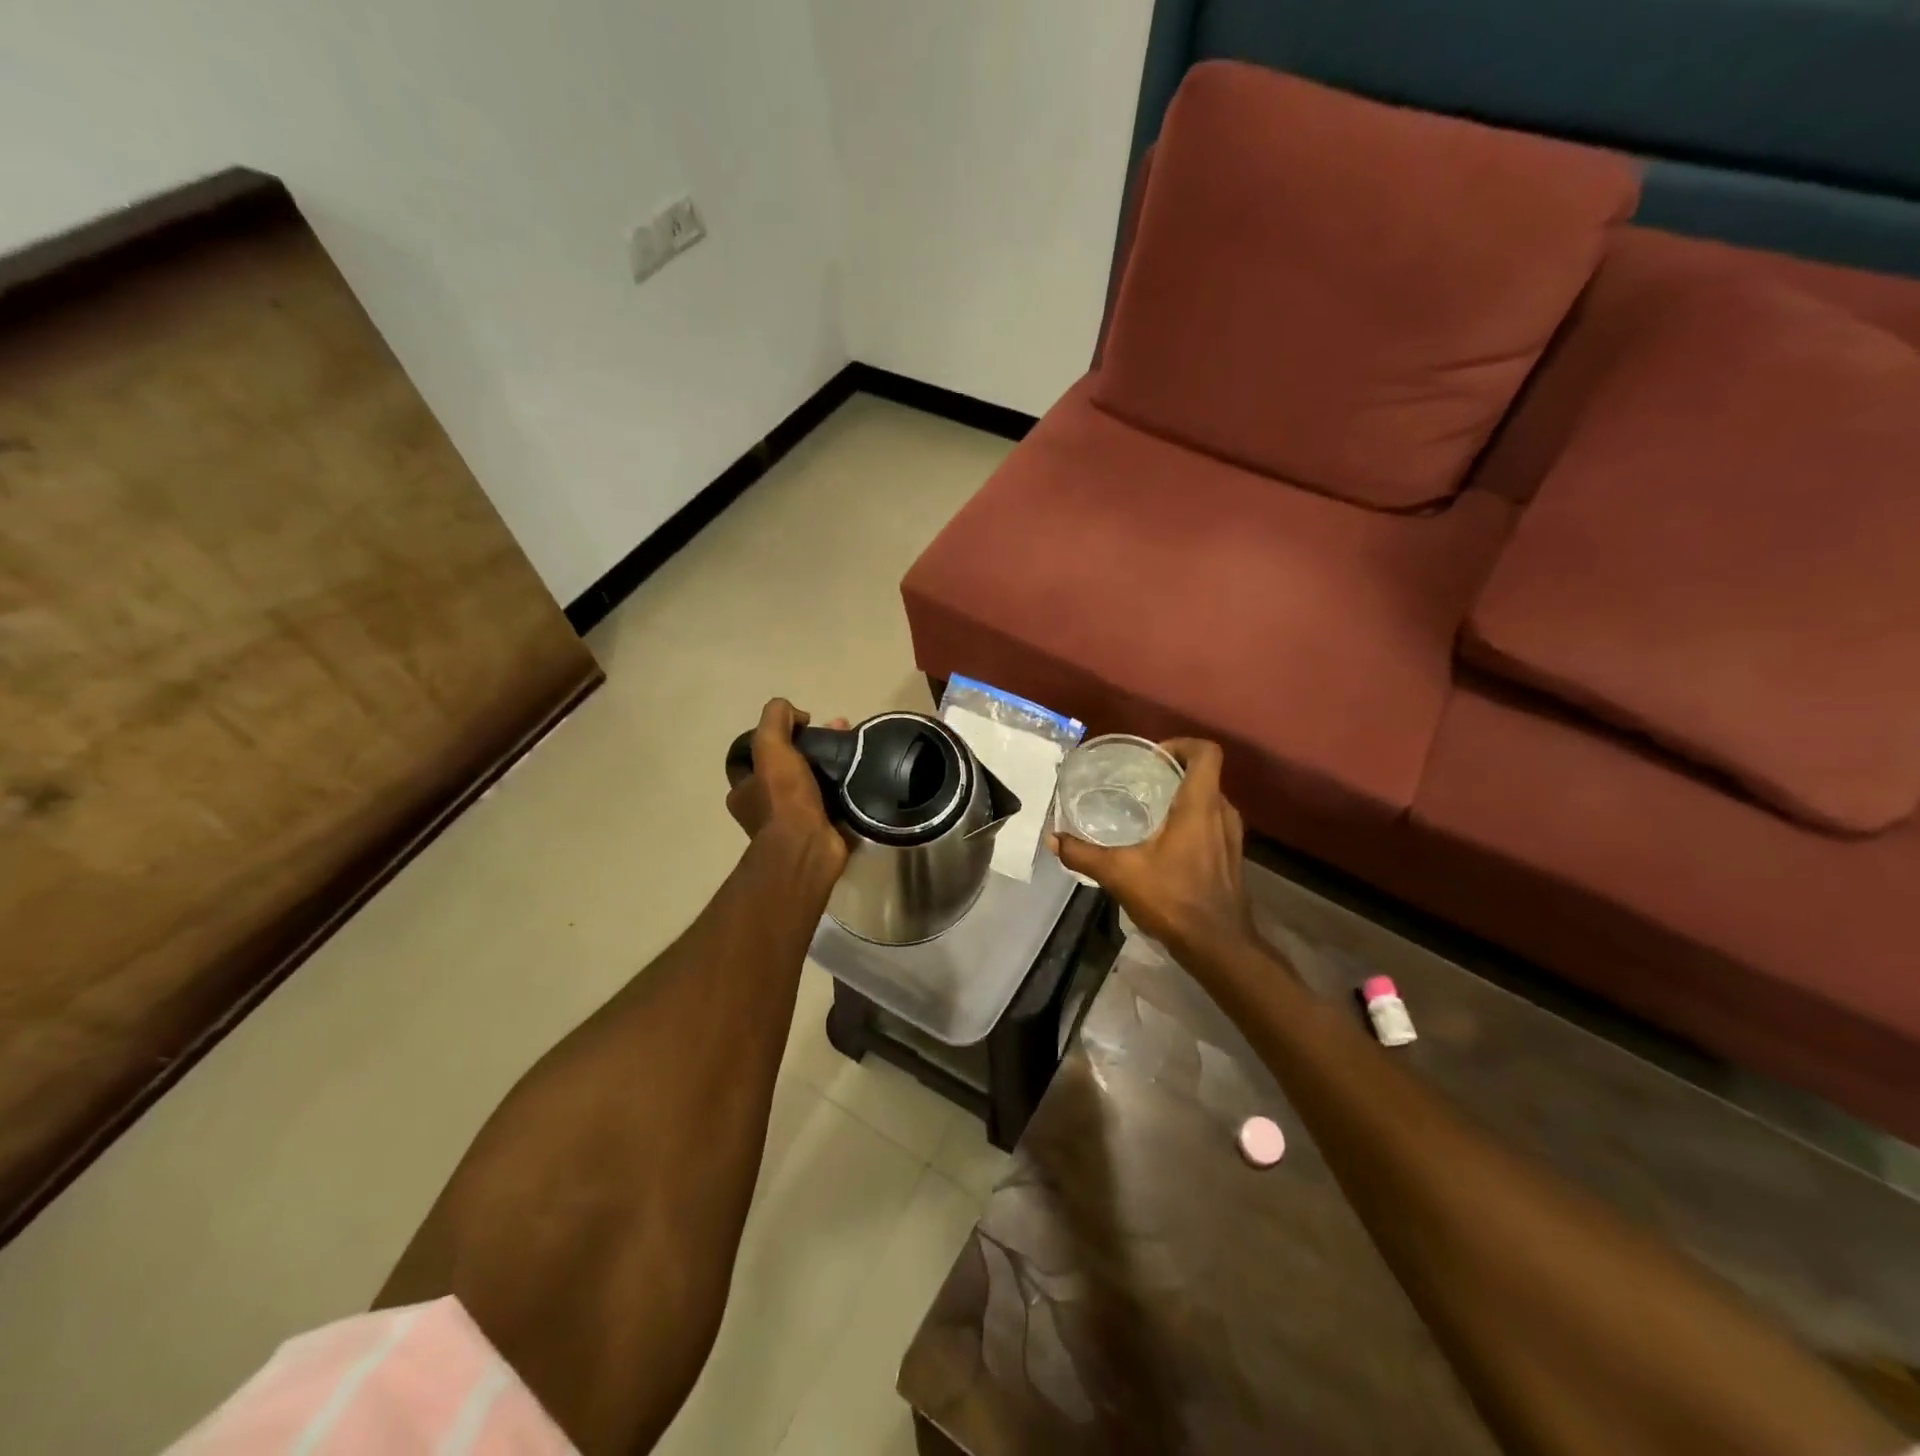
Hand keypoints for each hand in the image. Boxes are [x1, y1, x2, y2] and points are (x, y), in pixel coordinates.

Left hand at [726, 699, 850, 873]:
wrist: (810, 847)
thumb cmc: (784, 798)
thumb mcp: (770, 747)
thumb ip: (775, 719)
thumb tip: (795, 713)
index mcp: (744, 791)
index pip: (754, 754)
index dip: (773, 735)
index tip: (798, 725)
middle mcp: (764, 807)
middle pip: (787, 765)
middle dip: (809, 745)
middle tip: (834, 730)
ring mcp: (794, 820)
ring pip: (812, 780)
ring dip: (830, 762)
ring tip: (852, 746)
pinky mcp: (821, 828)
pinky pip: (832, 799)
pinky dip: (844, 785)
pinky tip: (860, 770)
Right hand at [1048, 739, 1259, 968]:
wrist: (1218, 945)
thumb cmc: (1174, 898)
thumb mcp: (1120, 874)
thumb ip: (1084, 854)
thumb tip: (1052, 839)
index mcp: (1200, 804)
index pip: (1206, 752)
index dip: (1181, 744)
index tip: (1152, 756)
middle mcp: (1222, 812)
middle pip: (1205, 774)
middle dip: (1173, 771)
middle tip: (1140, 780)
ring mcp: (1232, 835)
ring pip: (1209, 799)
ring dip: (1183, 797)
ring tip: (1148, 808)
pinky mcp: (1231, 855)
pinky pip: (1212, 822)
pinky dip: (1191, 820)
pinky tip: (1164, 841)